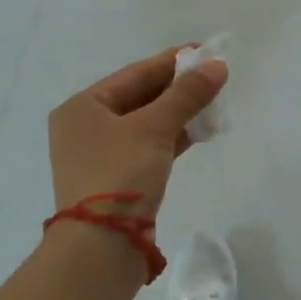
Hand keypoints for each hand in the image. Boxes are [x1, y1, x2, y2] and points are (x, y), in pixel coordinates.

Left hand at [49, 46, 228, 216]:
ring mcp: (100, 156)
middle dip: (178, 89)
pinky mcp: (116, 179)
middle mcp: (86, 127)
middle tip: (214, 77)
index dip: (172, 62)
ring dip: (178, 113)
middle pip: (140, 97)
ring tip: (214, 102)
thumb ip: (186, 94)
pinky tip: (200, 131)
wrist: (101, 247)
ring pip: (146, 124)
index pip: (135, 74)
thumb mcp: (155, 128)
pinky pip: (148, 147)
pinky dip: (172, 137)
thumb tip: (217, 65)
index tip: (205, 51)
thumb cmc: (120, 173)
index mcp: (83, 107)